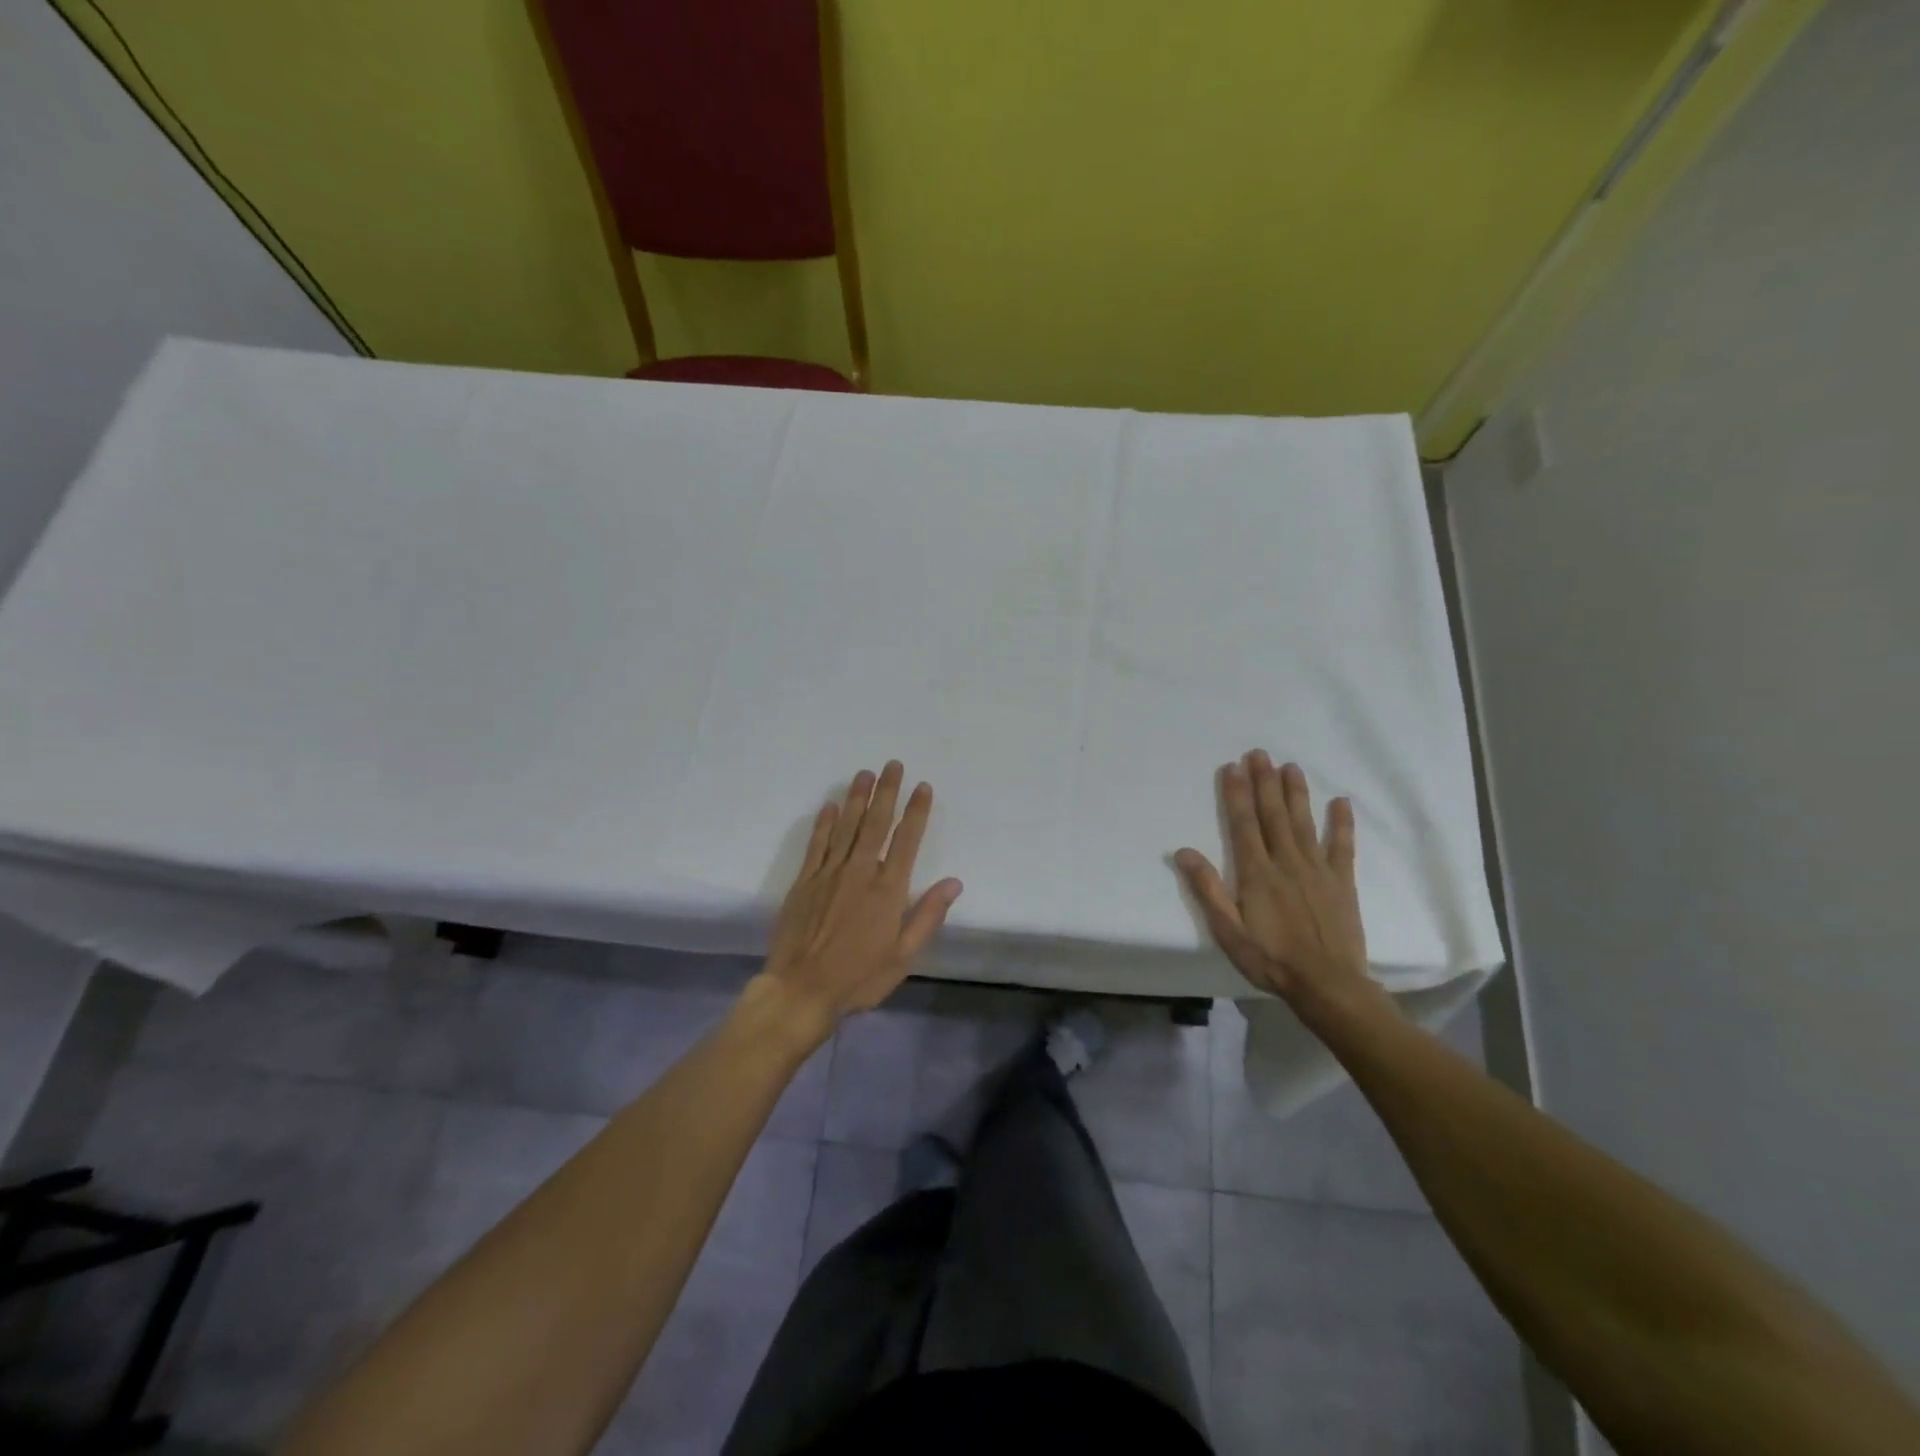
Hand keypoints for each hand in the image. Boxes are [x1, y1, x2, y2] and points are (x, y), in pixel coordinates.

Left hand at [759, 761, 962, 1038]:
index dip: (916, 811)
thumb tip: (954, 882)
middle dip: (887, 792)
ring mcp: (829, 873)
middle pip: (876, 823)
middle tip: (893, 765)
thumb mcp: (904, 956)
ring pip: (846, 826)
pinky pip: (817, 844)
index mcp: (888, 890)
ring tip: (865, 773)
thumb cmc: (859, 977)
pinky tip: (829, 806)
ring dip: (856, 798)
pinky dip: (823, 823)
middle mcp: (860, 872)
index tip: (922, 787)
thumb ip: (928, 915)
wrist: (801, 990)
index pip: (906, 840)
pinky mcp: (804, 881)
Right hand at [1175, 750, 1371, 1010]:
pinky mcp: (1342, 882)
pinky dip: (1341, 823)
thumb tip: (1184, 852)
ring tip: (1290, 766)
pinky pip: (1342, 847)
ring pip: (1303, 823)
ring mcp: (1317, 869)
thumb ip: (1207, 889)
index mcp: (1256, 873)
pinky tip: (1340, 802)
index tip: (1232, 767)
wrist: (1328, 985)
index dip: (1236, 794)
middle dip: (1264, 782)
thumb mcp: (1228, 931)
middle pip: (1272, 815)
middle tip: (1259, 753)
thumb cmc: (1270, 959)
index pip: (1243, 824)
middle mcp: (1286, 862)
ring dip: (1296, 793)